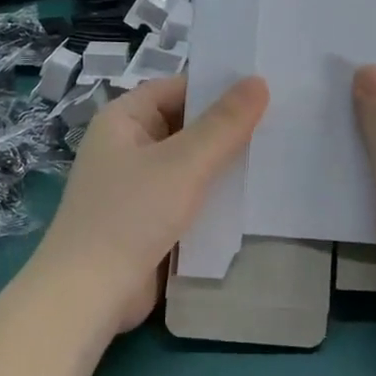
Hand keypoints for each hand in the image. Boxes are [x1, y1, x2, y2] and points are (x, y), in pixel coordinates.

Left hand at [32, 74, 268, 334]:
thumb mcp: (183, 163)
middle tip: (285, 122)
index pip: (177, 89)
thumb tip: (258, 82)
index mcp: (123, 121)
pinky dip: (215, 198)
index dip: (218, 87)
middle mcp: (128, 148)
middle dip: (229, 130)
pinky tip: (255, 199)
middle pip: (186, 127)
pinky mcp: (149, 222)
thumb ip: (223, 125)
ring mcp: (138, 188)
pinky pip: (189, 199)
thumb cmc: (131, 215)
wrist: (90, 294)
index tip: (267, 88)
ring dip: (226, 166)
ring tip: (281, 157)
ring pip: (191, 167)